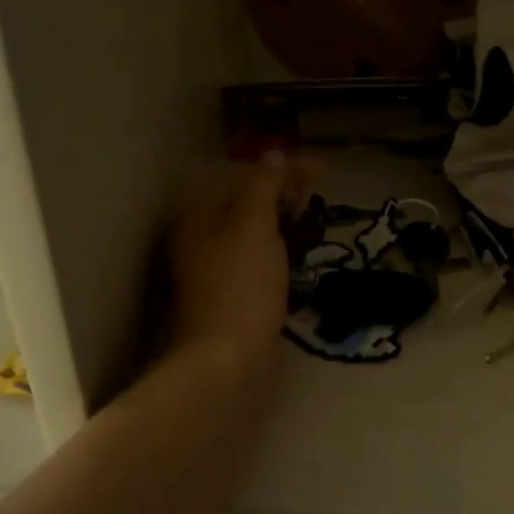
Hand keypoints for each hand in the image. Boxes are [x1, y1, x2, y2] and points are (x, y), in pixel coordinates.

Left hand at [167, 156, 296, 365]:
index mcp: (194, 216)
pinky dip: (276, 250)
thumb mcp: (253, 223)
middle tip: (316, 194)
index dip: (280, 170)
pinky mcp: (228, 295)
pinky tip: (296, 253)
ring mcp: (211, 270)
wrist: (228, 359)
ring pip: (250, 233)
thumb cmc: (241, 284)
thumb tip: (274, 154)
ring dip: (281, 222)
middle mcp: (196, 239)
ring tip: (312, 220)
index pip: (240, 177)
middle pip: (243, 204)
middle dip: (281, 194)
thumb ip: (264, 184)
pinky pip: (255, 259)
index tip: (318, 170)